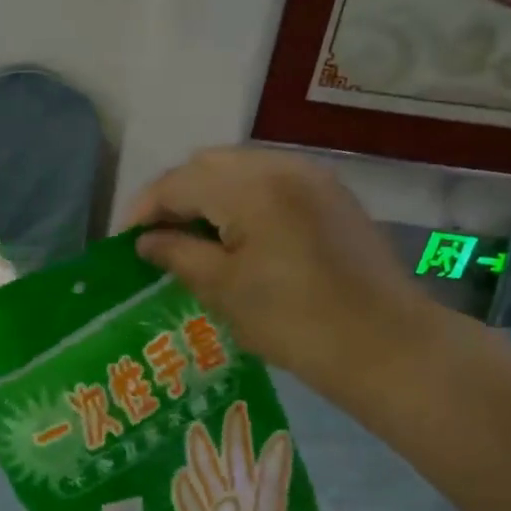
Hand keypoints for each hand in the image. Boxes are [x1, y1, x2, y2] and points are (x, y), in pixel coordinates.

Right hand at [124, 147, 431, 383]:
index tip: (124, 242)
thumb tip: (146, 241)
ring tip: (191, 236)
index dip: (143, 209)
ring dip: (207, 195)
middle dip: (174, 196)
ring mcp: (311, 177)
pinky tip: (235, 234)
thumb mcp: (224, 290)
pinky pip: (270, 181)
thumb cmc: (294, 322)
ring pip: (239, 169)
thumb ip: (178, 255)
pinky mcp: (330, 195)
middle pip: (208, 165)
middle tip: (156, 237)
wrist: (386, 345)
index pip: (178, 182)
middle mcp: (281, 166)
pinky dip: (241, 199)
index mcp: (250, 187)